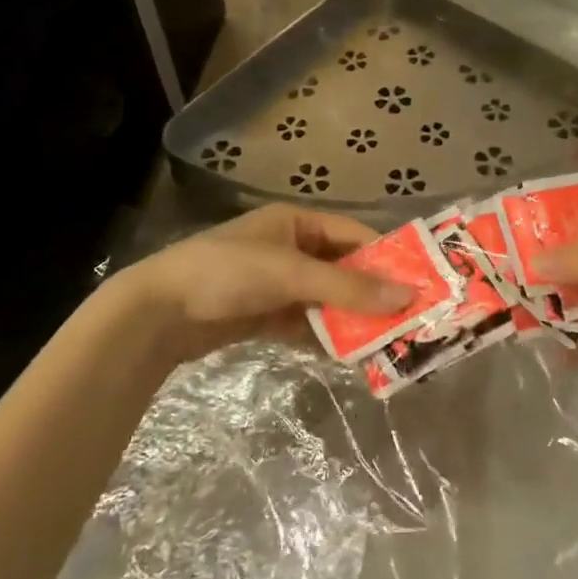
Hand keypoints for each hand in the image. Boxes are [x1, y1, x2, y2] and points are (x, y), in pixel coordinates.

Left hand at [110, 204, 408, 359]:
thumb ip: (348, 288)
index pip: (354, 235)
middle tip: (409, 319)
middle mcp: (291, 248)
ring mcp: (277, 283)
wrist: (157, 313)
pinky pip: (307, 323)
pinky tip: (349, 356)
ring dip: (351, 319)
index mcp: (297, 223)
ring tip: (386, 342)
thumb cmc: (228, 274)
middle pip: (343, 269)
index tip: (420, 282)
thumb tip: (407, 296)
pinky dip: (325, 337)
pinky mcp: (265, 314)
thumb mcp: (292, 275)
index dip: (387, 257)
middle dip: (372, 294)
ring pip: (327, 300)